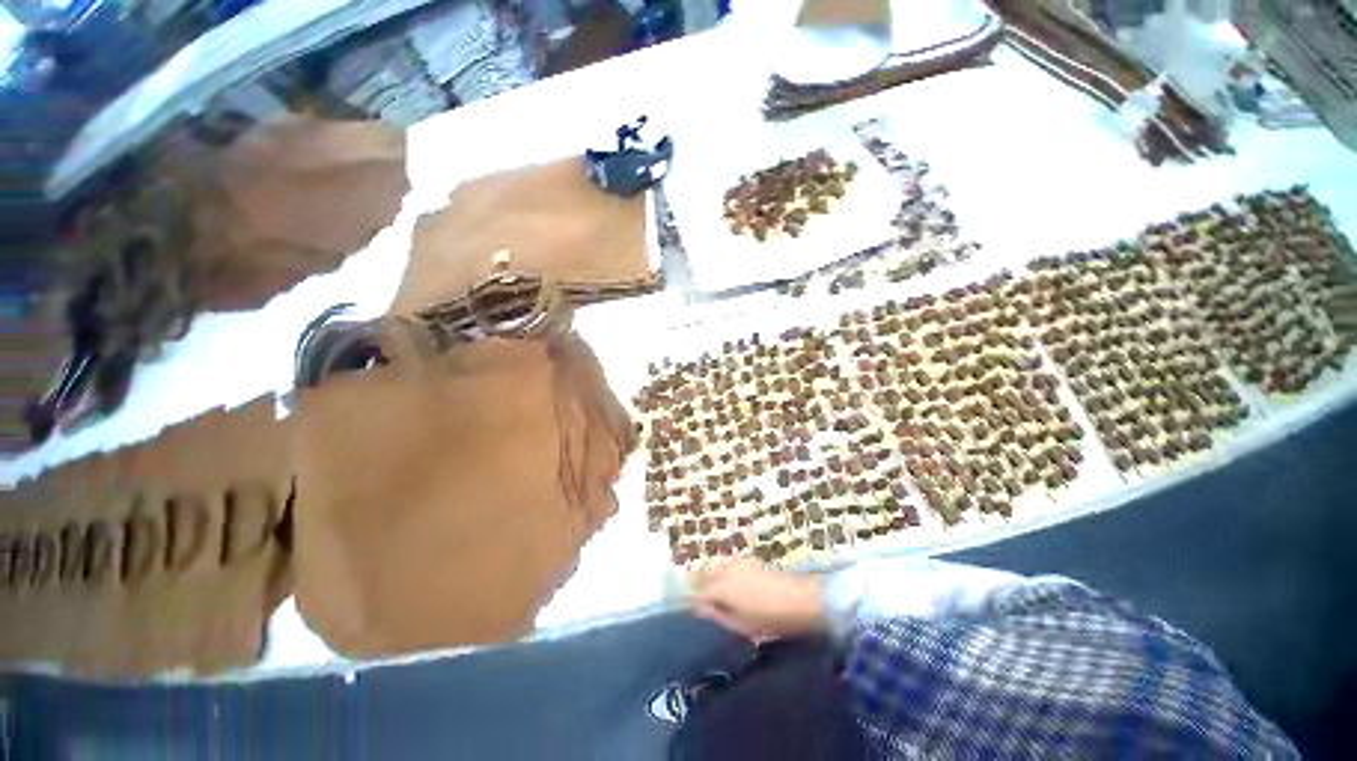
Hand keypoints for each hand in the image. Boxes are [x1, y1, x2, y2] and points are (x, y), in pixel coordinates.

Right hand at [690, 558, 826, 639]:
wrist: (799, 600)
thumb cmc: (769, 619)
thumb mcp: (739, 624)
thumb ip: (716, 614)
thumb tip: (698, 608)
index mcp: (721, 587)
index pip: (696, 590)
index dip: (689, 598)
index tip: (685, 607)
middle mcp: (725, 569)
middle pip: (703, 574)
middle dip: (697, 584)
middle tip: (695, 600)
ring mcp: (737, 562)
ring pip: (715, 567)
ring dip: (709, 577)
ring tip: (710, 593)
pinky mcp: (748, 560)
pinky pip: (727, 564)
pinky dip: (722, 571)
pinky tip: (728, 583)